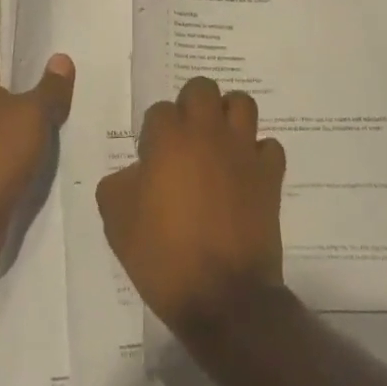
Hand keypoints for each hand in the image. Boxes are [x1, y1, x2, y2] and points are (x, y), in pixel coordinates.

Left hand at [0, 53, 73, 233]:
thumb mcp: (32, 113)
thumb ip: (50, 88)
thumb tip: (61, 58)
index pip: (14, 79)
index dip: (41, 83)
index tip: (70, 90)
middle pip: (14, 110)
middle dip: (42, 116)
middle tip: (78, 118)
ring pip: (14, 142)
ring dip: (36, 147)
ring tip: (72, 148)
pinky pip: (10, 169)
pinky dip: (27, 172)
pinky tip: (51, 176)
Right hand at [96, 76, 286, 335]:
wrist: (223, 297)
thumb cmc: (162, 255)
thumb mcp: (116, 220)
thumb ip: (119, 183)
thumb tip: (136, 173)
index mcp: (169, 138)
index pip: (160, 110)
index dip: (153, 133)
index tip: (151, 159)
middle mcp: (208, 133)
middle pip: (203, 88)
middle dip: (191, 105)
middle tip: (184, 139)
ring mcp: (243, 151)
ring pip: (242, 104)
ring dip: (228, 116)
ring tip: (217, 143)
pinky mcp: (270, 176)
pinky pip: (268, 146)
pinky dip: (257, 153)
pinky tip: (244, 173)